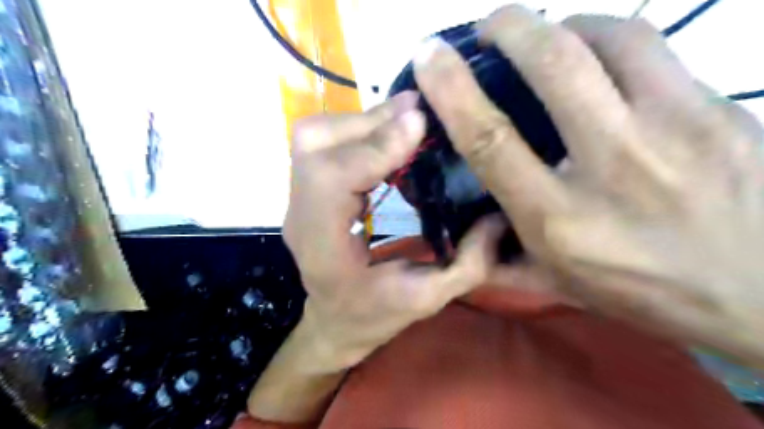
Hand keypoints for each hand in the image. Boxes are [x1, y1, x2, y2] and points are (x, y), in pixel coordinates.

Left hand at [280, 92, 505, 370]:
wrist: (334, 320)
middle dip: (370, 122)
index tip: (418, 125)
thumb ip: (468, 264)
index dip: (373, 147)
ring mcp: (297, 198)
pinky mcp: (307, 187)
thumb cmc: (373, 315)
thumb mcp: (427, 299)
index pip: (331, 180)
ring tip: (410, 119)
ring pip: (316, 135)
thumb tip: (498, 214)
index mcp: (323, 250)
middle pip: (317, 146)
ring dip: (364, 120)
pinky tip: (391, 133)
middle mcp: (301, 216)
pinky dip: (359, 128)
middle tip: (420, 113)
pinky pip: (324, 141)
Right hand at [416, 5, 763, 363]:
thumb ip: (499, 258)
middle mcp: (610, 167)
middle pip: (554, 66)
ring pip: (610, 39)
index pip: (490, 139)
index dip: (452, 90)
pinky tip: (600, 56)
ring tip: (545, 35)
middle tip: (488, 24)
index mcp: (558, 218)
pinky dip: (611, 39)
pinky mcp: (721, 109)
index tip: (430, 56)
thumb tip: (462, 231)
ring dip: (563, 25)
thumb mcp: (557, 284)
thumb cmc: (645, 293)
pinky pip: (653, 49)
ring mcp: (674, 130)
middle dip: (511, 28)